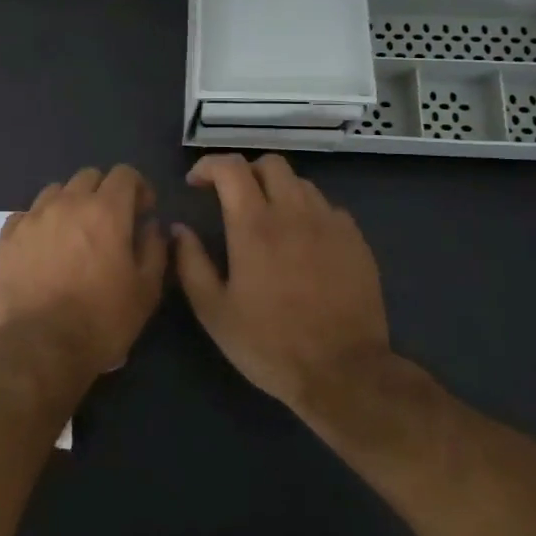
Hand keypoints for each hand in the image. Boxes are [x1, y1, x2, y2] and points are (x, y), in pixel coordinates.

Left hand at [0, 166, 167, 377]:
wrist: (42, 346)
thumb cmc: (102, 319)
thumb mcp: (146, 289)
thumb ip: (154, 247)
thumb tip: (150, 225)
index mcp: (105, 211)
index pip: (125, 173)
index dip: (138, 188)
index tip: (141, 213)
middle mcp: (67, 203)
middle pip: (89, 176)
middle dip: (104, 192)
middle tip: (109, 223)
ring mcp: (33, 217)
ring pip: (56, 191)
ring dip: (70, 203)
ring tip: (73, 234)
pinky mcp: (7, 236)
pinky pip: (27, 214)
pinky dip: (40, 222)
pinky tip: (44, 247)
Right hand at [171, 153, 391, 412]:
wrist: (343, 372)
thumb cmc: (269, 344)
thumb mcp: (214, 310)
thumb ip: (190, 263)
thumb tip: (179, 229)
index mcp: (254, 226)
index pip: (231, 167)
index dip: (208, 166)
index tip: (196, 184)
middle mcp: (294, 213)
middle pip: (270, 164)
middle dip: (245, 172)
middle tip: (232, 198)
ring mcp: (331, 224)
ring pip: (301, 183)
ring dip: (277, 190)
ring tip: (267, 218)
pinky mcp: (356, 241)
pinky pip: (328, 209)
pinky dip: (308, 213)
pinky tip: (302, 241)